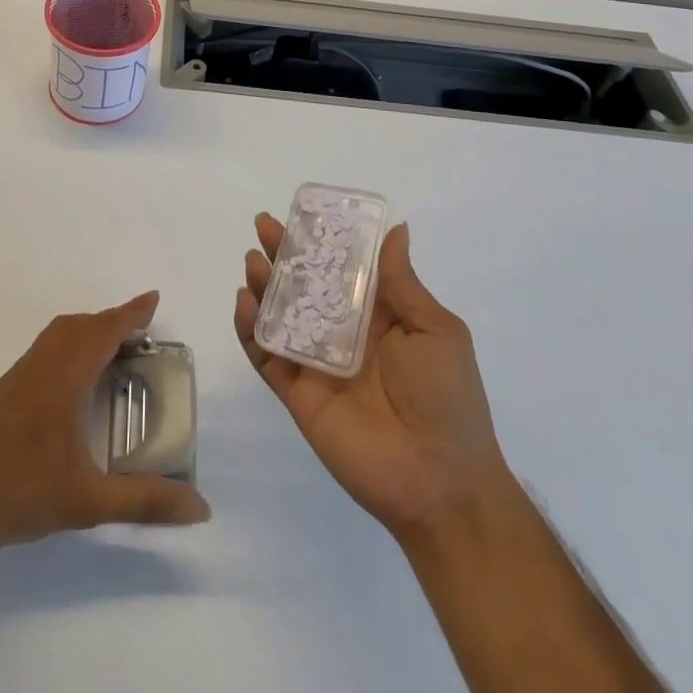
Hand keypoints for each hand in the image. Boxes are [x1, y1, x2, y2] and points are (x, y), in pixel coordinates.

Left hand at [0, 290, 210, 558]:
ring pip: (58, 334)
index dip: (131, 313)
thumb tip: (200, 508)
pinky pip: (44, 349)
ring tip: (109, 349)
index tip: (153, 298)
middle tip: (139, 332)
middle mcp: (42, 365)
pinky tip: (70, 379)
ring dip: (87, 330)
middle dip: (112, 321)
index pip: (104, 331)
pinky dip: (67, 344)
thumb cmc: (25, 494)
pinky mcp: (3, 391)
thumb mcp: (91, 501)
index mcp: (65, 377)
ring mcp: (18, 376)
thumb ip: (145, 501)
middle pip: (81, 326)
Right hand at [234, 216, 519, 546]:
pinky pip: (267, 357)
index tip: (303, 211)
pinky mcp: (297, 393)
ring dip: (264, 285)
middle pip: (305, 285)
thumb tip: (395, 229)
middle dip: (284, 254)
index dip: (322, 240)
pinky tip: (246, 302)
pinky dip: (251, 330)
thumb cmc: (447, 397)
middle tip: (264, 225)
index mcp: (378, 316)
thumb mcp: (435, 330)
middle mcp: (342, 333)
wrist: (440, 481)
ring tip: (254, 260)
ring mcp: (316, 363)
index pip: (342, 268)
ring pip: (280, 315)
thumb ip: (402, 283)